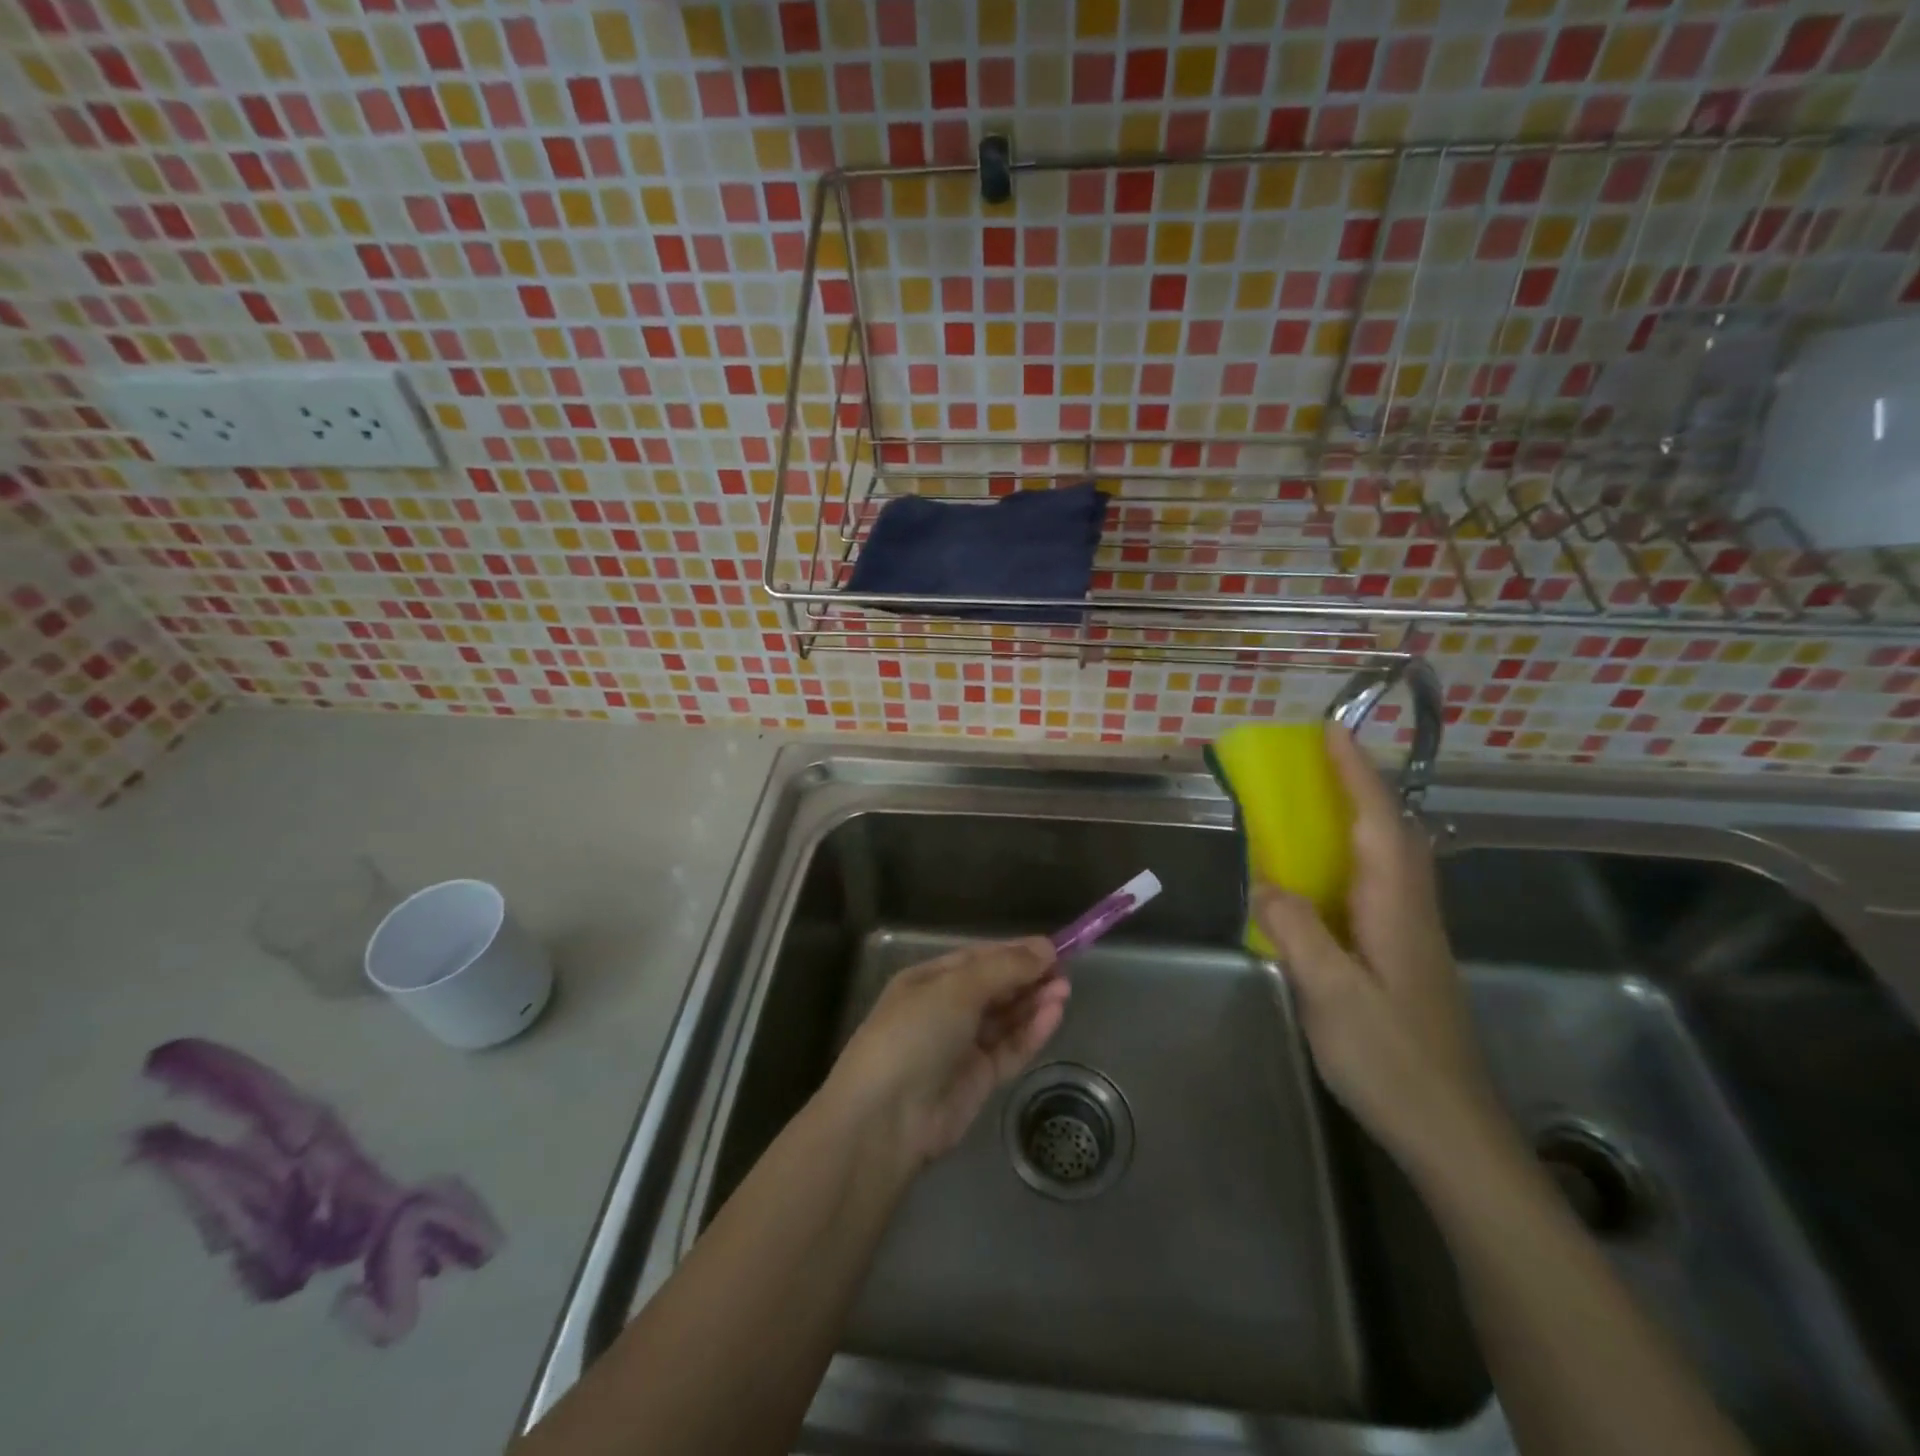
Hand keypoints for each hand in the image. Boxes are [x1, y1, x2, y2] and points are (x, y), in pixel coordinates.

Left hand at [826, 938, 1068, 1166]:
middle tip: (1065, 971)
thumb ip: (1004, 968)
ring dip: (1033, 1003)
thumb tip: (1045, 948)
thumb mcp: (957, 989)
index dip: (1014, 952)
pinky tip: (1054, 1015)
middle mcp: (945, 1010)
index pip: (978, 959)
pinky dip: (1031, 1032)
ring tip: (1065, 990)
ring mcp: (961, 1047)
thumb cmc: (914, 1033)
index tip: (1052, 949)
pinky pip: (1010, 1049)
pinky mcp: (978, 1080)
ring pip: (1005, 1018)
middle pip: (994, 988)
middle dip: (1027, 978)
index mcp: (929, 980)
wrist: (886, 1117)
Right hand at [1253, 724, 1499, 1170]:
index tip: (1330, 730)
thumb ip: (1295, 928)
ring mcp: (1411, 933)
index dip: (1355, 772)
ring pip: (1389, 856)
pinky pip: (1375, 885)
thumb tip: (1266, 881)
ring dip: (1359, 816)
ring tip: (1315, 801)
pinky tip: (1322, 876)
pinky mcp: (1403, 955)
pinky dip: (1350, 857)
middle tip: (1319, 761)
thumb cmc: (1390, 1059)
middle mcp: (1410, 908)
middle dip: (1361, 785)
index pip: (1377, 820)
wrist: (1451, 1131)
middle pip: (1393, 829)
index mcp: (1395, 907)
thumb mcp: (1331, 992)